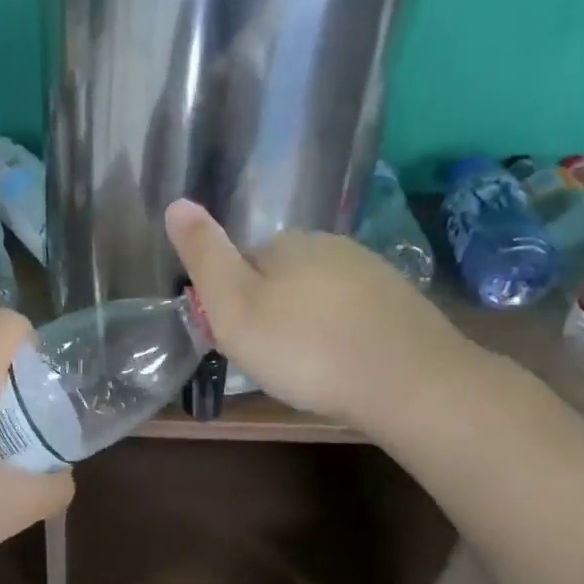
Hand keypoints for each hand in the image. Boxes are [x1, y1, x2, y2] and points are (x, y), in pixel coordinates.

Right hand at [166, 198, 474, 429]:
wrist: (406, 382)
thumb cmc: (304, 349)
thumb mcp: (234, 307)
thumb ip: (204, 256)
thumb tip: (176, 202)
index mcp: (286, 243)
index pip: (242, 262)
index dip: (232, 301)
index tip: (236, 339)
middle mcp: (330, 245)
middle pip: (281, 276)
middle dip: (270, 310)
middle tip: (269, 358)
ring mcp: (371, 271)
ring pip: (319, 294)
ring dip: (306, 322)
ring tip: (306, 366)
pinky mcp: (399, 301)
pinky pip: (352, 312)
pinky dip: (340, 333)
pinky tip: (342, 363)